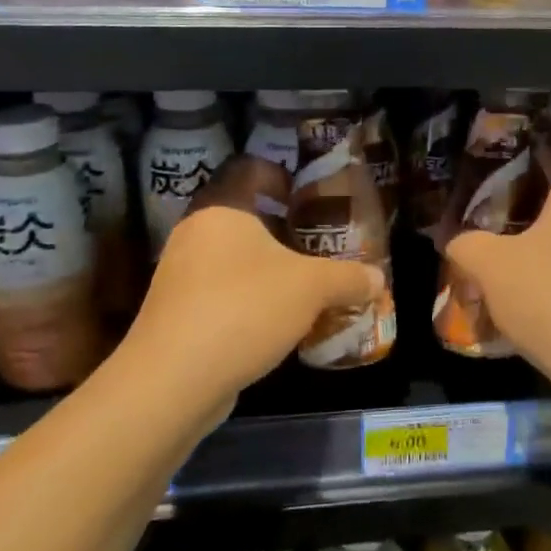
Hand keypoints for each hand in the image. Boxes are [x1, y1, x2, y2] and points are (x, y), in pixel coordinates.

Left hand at [125, 170, 382, 401]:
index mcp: (222, 209)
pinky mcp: (177, 313)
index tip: (310, 197)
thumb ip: (348, 278)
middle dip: (285, 230)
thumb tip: (378, 279)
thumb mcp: (311, 288)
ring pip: (234, 258)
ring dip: (270, 269)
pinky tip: (279, 324)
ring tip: (307, 288)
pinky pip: (222, 292)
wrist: (172, 381)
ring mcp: (181, 275)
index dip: (281, 176)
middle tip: (320, 246)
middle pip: (245, 216)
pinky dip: (251, 299)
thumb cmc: (244, 309)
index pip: (249, 169)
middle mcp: (196, 234)